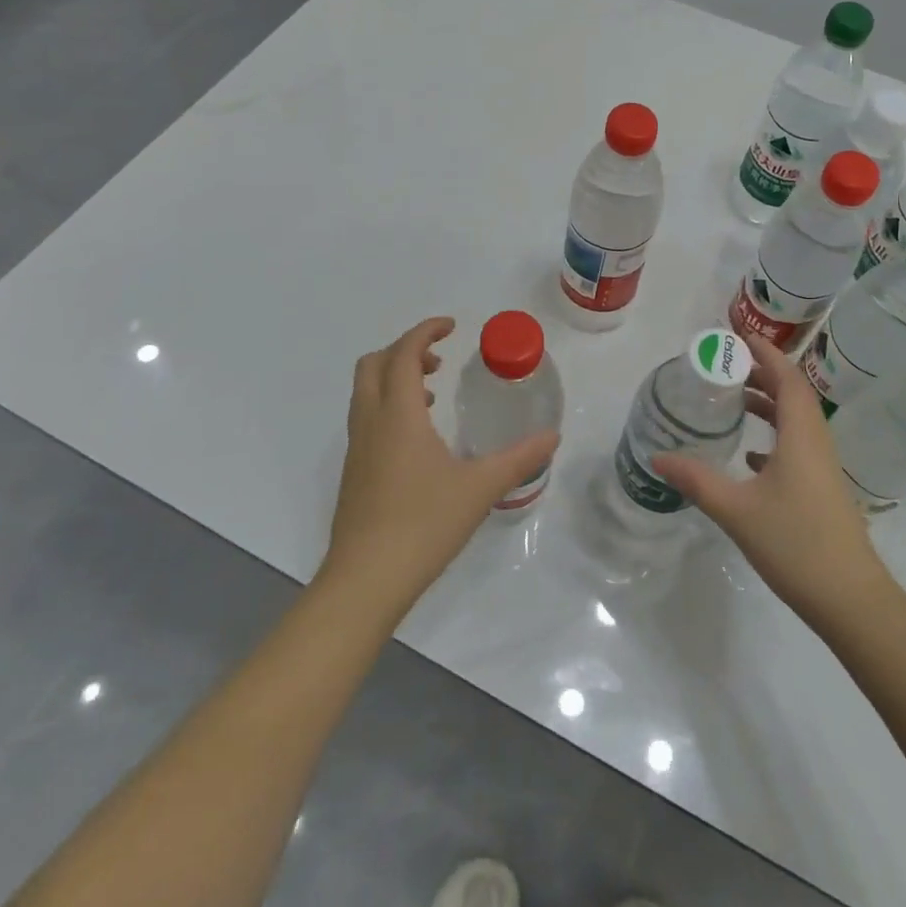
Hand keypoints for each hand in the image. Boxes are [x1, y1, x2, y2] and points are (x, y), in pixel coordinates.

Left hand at [319, 317, 558, 621]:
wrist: (365, 580)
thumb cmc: (423, 524)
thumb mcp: (479, 488)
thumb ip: (518, 459)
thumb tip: (552, 438)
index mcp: (398, 414)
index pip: (403, 353)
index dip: (425, 331)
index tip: (451, 326)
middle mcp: (371, 422)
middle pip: (374, 364)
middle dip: (404, 350)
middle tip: (439, 360)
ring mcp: (357, 448)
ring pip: (366, 392)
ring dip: (394, 378)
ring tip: (431, 393)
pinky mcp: (353, 472)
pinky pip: (366, 418)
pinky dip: (388, 406)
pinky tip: (418, 440)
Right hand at [652, 334, 898, 636]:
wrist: (852, 601)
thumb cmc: (796, 545)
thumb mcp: (737, 510)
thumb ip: (696, 480)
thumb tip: (657, 457)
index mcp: (802, 437)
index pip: (788, 378)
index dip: (765, 353)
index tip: (738, 337)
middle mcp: (816, 444)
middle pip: (793, 394)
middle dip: (762, 374)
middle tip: (725, 365)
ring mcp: (823, 469)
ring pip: (796, 422)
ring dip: (768, 405)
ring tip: (732, 401)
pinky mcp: (822, 491)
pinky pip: (797, 447)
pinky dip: (773, 437)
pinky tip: (749, 457)